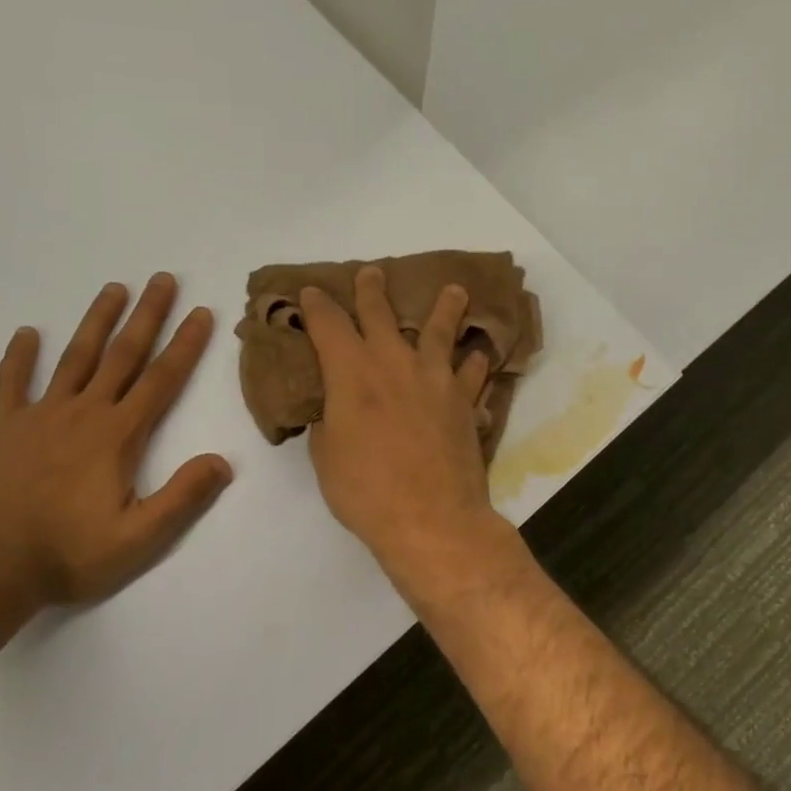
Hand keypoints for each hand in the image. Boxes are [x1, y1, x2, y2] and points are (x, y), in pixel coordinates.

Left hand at [0, 274, 232, 607]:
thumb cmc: (71, 553)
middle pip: (123, 355)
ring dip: (97, 322)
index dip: (185, 345)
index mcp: (119, 436)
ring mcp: (41, 416)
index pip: (161, 380)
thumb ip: (183, 496)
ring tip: (113, 288)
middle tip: (162, 280)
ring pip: (76, 358)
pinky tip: (27, 333)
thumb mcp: (140, 537)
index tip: (201, 313)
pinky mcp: (5, 430)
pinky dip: (19, 358)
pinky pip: (12, 385)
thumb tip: (222, 461)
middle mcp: (84, 413)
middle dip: (147, 316)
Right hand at [301, 266, 511, 584]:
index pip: (329, 324)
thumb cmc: (365, 491)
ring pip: (440, 331)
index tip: (312, 292)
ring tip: (455, 291)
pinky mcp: (464, 400)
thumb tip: (335, 407)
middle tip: (372, 272)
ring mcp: (435, 378)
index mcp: (352, 372)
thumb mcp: (326, 456)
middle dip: (372, 290)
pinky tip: (479, 355)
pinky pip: (473, 372)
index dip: (317, 305)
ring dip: (445, 308)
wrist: (430, 518)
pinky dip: (475, 362)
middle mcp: (394, 362)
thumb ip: (328, 421)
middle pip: (381, 313)